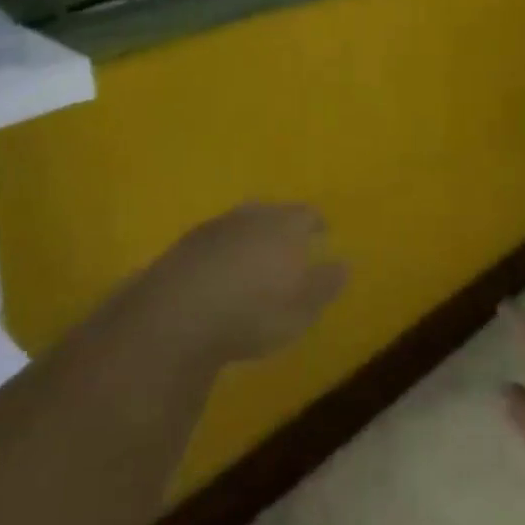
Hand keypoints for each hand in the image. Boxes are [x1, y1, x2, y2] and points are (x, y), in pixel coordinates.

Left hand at [144, 203, 347, 365]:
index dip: (316, 224)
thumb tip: (344, 264)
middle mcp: (252, 215)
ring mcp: (217, 226)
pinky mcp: (187, 243)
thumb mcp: (301, 309)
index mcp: (285, 226)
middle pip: (272, 212)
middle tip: (288, 244)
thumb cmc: (253, 311)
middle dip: (282, 225)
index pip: (307, 214)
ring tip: (254, 257)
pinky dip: (223, 250)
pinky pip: (215, 240)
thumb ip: (324, 285)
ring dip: (250, 236)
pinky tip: (220, 271)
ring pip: (242, 223)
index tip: (321, 233)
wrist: (180, 312)